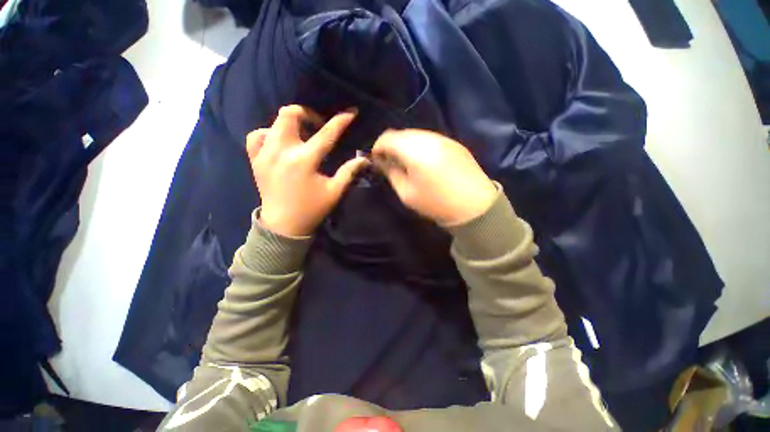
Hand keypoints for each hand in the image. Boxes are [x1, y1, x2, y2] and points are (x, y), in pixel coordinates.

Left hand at [246, 105, 368, 236]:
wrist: (283, 225)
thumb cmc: (312, 209)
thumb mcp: (334, 192)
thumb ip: (349, 172)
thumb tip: (365, 159)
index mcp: (304, 161)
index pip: (326, 133)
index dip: (341, 121)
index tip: (351, 112)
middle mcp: (282, 151)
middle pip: (290, 114)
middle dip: (308, 113)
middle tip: (318, 126)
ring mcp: (264, 154)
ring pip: (273, 122)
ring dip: (290, 124)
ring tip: (301, 136)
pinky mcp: (255, 160)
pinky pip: (256, 136)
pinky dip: (269, 133)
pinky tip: (279, 142)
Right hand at [372, 129, 496, 225]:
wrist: (474, 207)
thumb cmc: (436, 203)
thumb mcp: (407, 193)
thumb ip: (391, 173)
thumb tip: (381, 161)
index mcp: (415, 151)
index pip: (388, 137)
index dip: (378, 147)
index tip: (377, 159)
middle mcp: (429, 138)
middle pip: (402, 133)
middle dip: (392, 145)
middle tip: (390, 161)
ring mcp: (444, 138)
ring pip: (417, 134)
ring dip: (406, 145)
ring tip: (406, 162)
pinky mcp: (454, 143)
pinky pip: (430, 139)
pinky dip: (421, 146)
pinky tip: (423, 161)